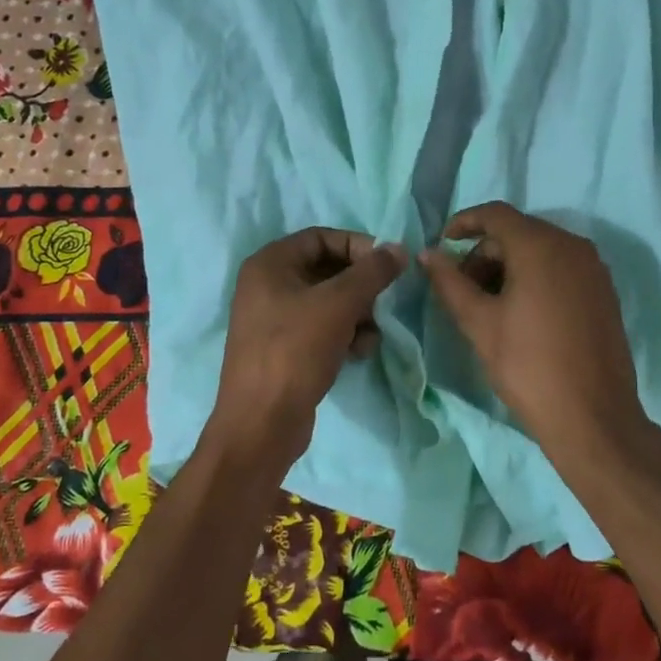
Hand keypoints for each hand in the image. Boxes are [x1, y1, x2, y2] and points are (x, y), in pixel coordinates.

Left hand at [212, 228, 405, 472]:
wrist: (262, 424)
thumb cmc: (295, 350)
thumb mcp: (339, 304)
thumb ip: (372, 272)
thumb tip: (398, 248)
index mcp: (270, 264)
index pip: (322, 237)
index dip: (357, 246)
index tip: (387, 265)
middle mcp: (267, 285)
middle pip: (327, 269)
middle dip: (360, 286)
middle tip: (381, 303)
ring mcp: (274, 318)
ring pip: (329, 300)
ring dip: (357, 313)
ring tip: (370, 335)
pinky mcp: (284, 347)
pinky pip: (322, 327)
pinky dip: (344, 333)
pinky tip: (358, 352)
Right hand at [421, 202, 654, 469]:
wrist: (593, 417)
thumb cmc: (529, 366)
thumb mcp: (479, 323)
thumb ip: (450, 282)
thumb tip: (429, 253)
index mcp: (541, 246)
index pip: (496, 214)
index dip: (464, 222)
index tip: (442, 244)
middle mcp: (572, 245)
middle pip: (518, 232)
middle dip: (485, 253)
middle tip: (463, 289)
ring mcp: (594, 268)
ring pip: (541, 250)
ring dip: (509, 266)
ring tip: (489, 305)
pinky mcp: (604, 291)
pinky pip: (562, 267)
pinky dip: (535, 276)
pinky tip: (521, 312)